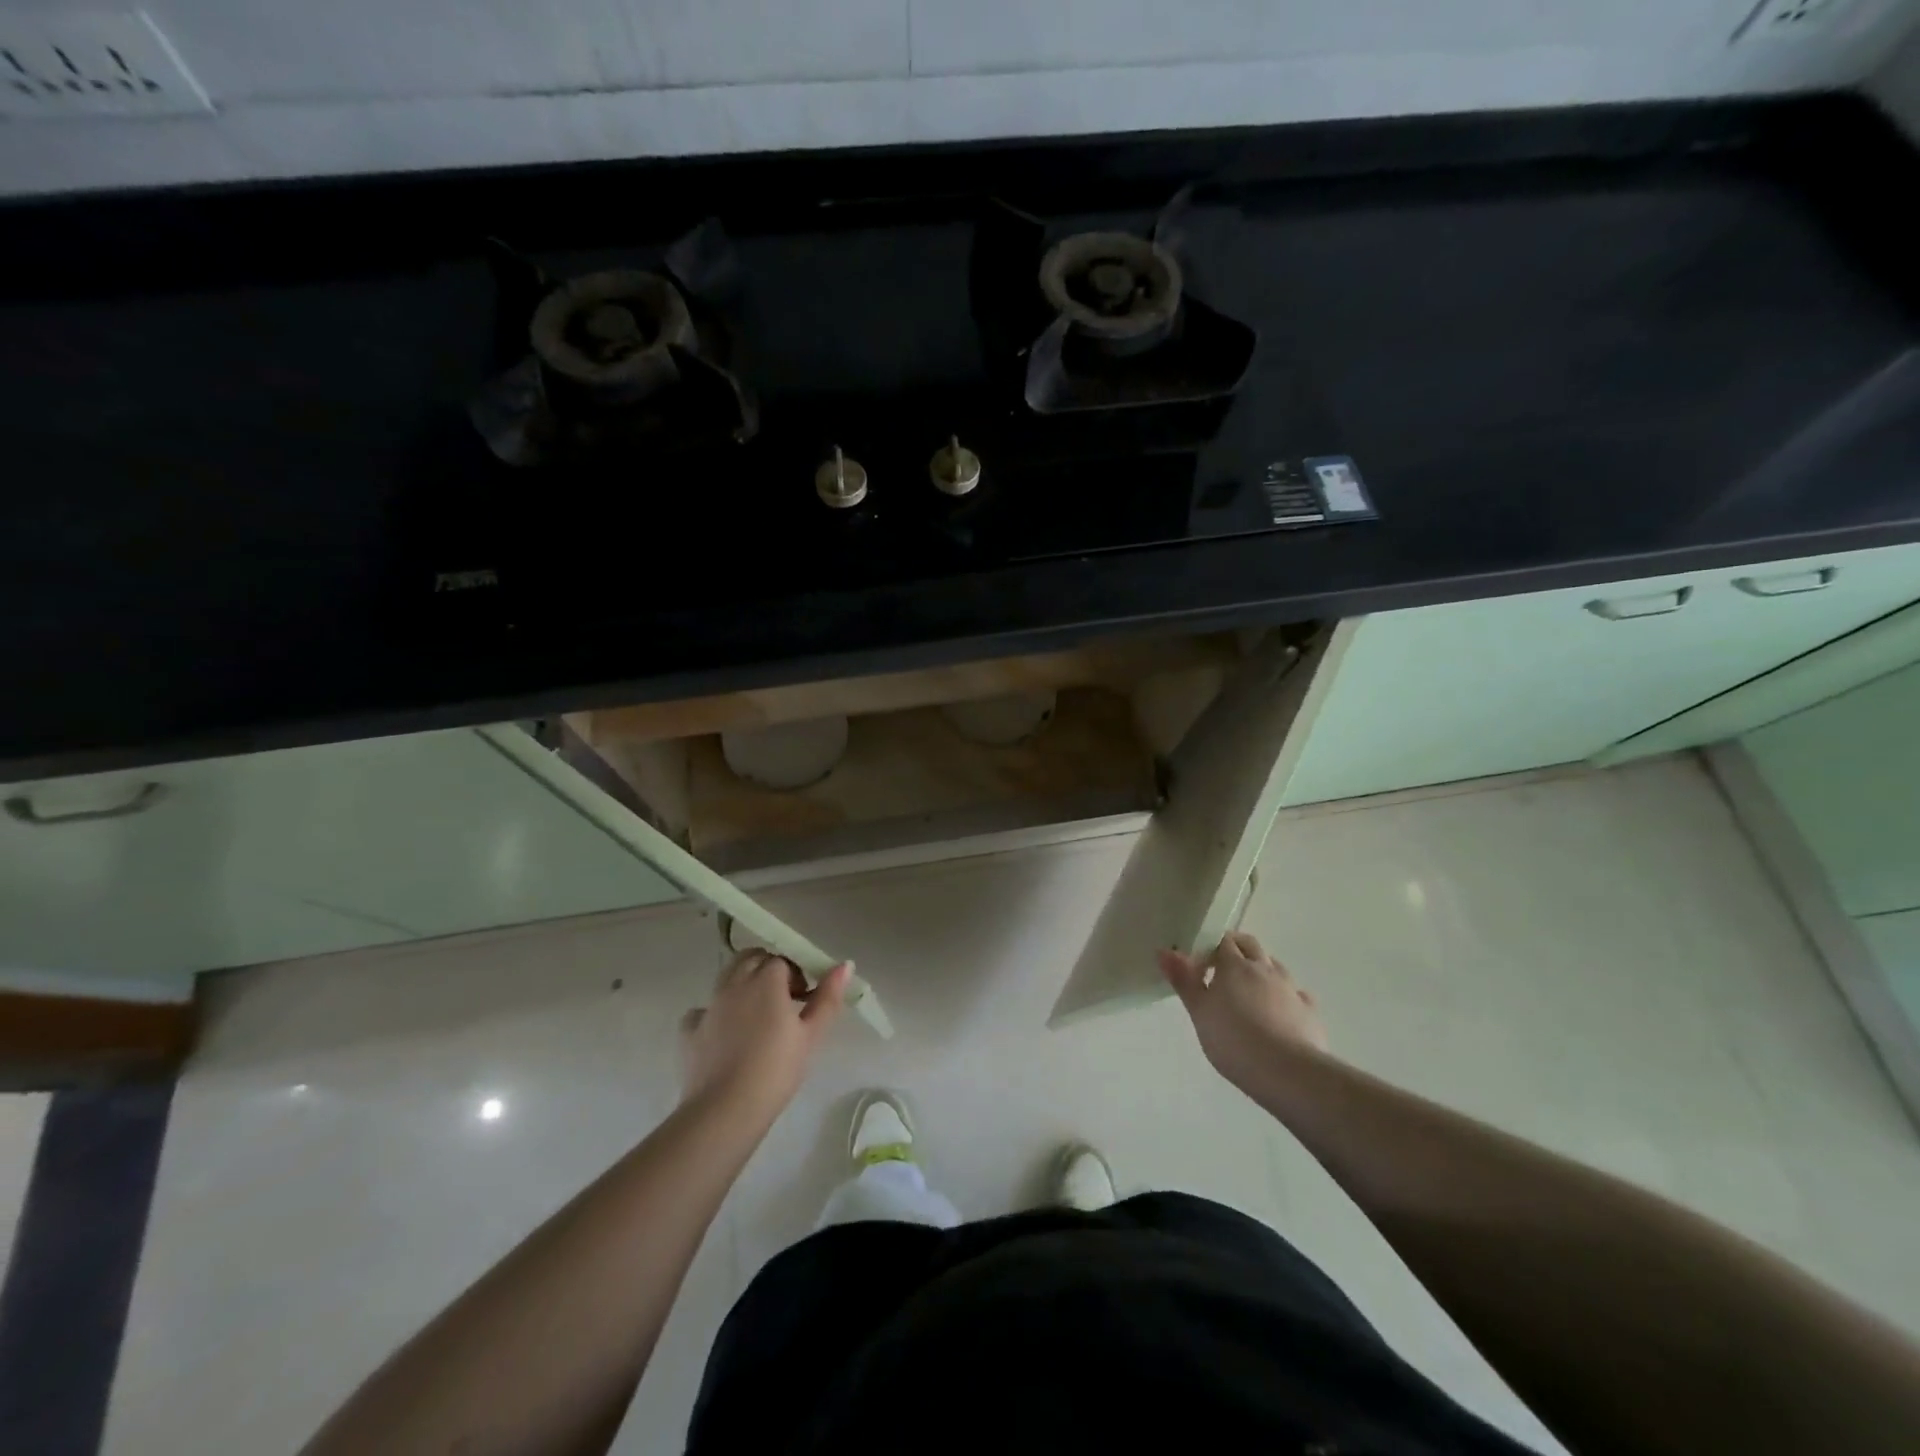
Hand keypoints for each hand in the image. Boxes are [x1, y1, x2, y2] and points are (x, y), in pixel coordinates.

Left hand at [679, 951, 850, 1121]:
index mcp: (766, 980)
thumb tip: (845, 964)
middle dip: (767, 968)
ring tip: (756, 1014)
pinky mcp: (690, 1030)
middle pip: (751, 958)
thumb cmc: (776, 1070)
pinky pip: (703, 1009)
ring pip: (726, 977)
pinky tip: (723, 1032)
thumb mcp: (811, 1035)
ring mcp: (710, 1005)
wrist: (725, 1109)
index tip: (804, 998)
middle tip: (783, 999)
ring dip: (742, 982)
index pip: (782, 961)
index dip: (796, 974)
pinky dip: (715, 1013)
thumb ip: (828, 997)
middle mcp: (735, 984)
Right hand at [1159, 931, 1328, 1091]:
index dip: (1211, 947)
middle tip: (1221, 969)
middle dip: (1236, 949)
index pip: (1223, 941)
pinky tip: (1280, 1011)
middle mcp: (1265, 969)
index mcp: (1235, 965)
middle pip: (1250, 945)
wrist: (1287, 1073)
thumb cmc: (1233, 1039)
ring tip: (1249, 992)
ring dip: (1261, 970)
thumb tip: (1164, 950)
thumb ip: (1183, 980)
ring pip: (1275, 966)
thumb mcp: (1199, 1011)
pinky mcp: (1309, 1012)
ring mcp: (1291, 989)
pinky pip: (1296, 994)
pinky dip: (1286, 996)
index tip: (1200, 964)